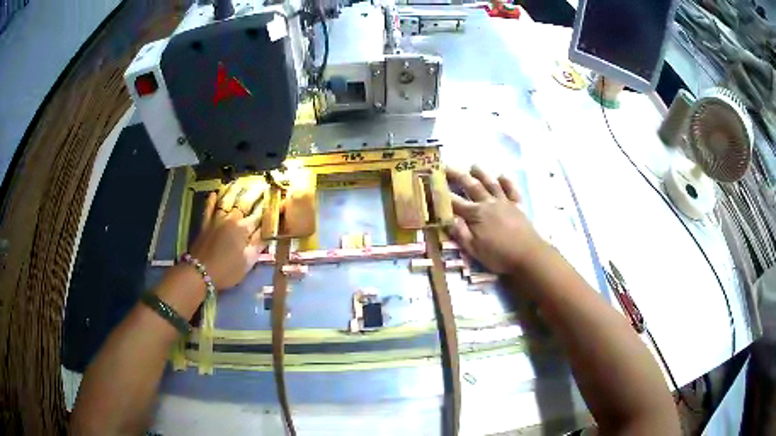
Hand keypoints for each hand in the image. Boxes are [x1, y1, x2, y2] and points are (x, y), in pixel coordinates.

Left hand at [189, 179, 268, 289]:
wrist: (200, 272)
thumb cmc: (227, 270)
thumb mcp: (247, 262)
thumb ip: (258, 245)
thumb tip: (268, 232)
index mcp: (244, 229)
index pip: (260, 215)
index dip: (269, 207)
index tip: (277, 199)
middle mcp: (231, 219)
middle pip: (245, 203)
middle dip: (255, 193)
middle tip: (262, 184)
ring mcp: (216, 219)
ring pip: (227, 200)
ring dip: (234, 190)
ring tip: (240, 181)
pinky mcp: (205, 224)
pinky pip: (209, 208)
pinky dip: (212, 200)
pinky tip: (215, 192)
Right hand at [445, 166, 546, 273]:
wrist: (528, 255)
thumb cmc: (499, 255)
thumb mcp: (474, 250)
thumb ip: (460, 233)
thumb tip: (448, 219)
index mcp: (476, 215)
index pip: (454, 202)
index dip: (442, 193)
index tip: (432, 184)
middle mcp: (488, 204)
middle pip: (471, 186)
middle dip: (457, 176)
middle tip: (447, 166)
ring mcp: (505, 203)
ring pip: (491, 184)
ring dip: (482, 173)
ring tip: (473, 165)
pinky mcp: (517, 207)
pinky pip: (512, 190)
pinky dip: (507, 182)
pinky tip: (502, 176)